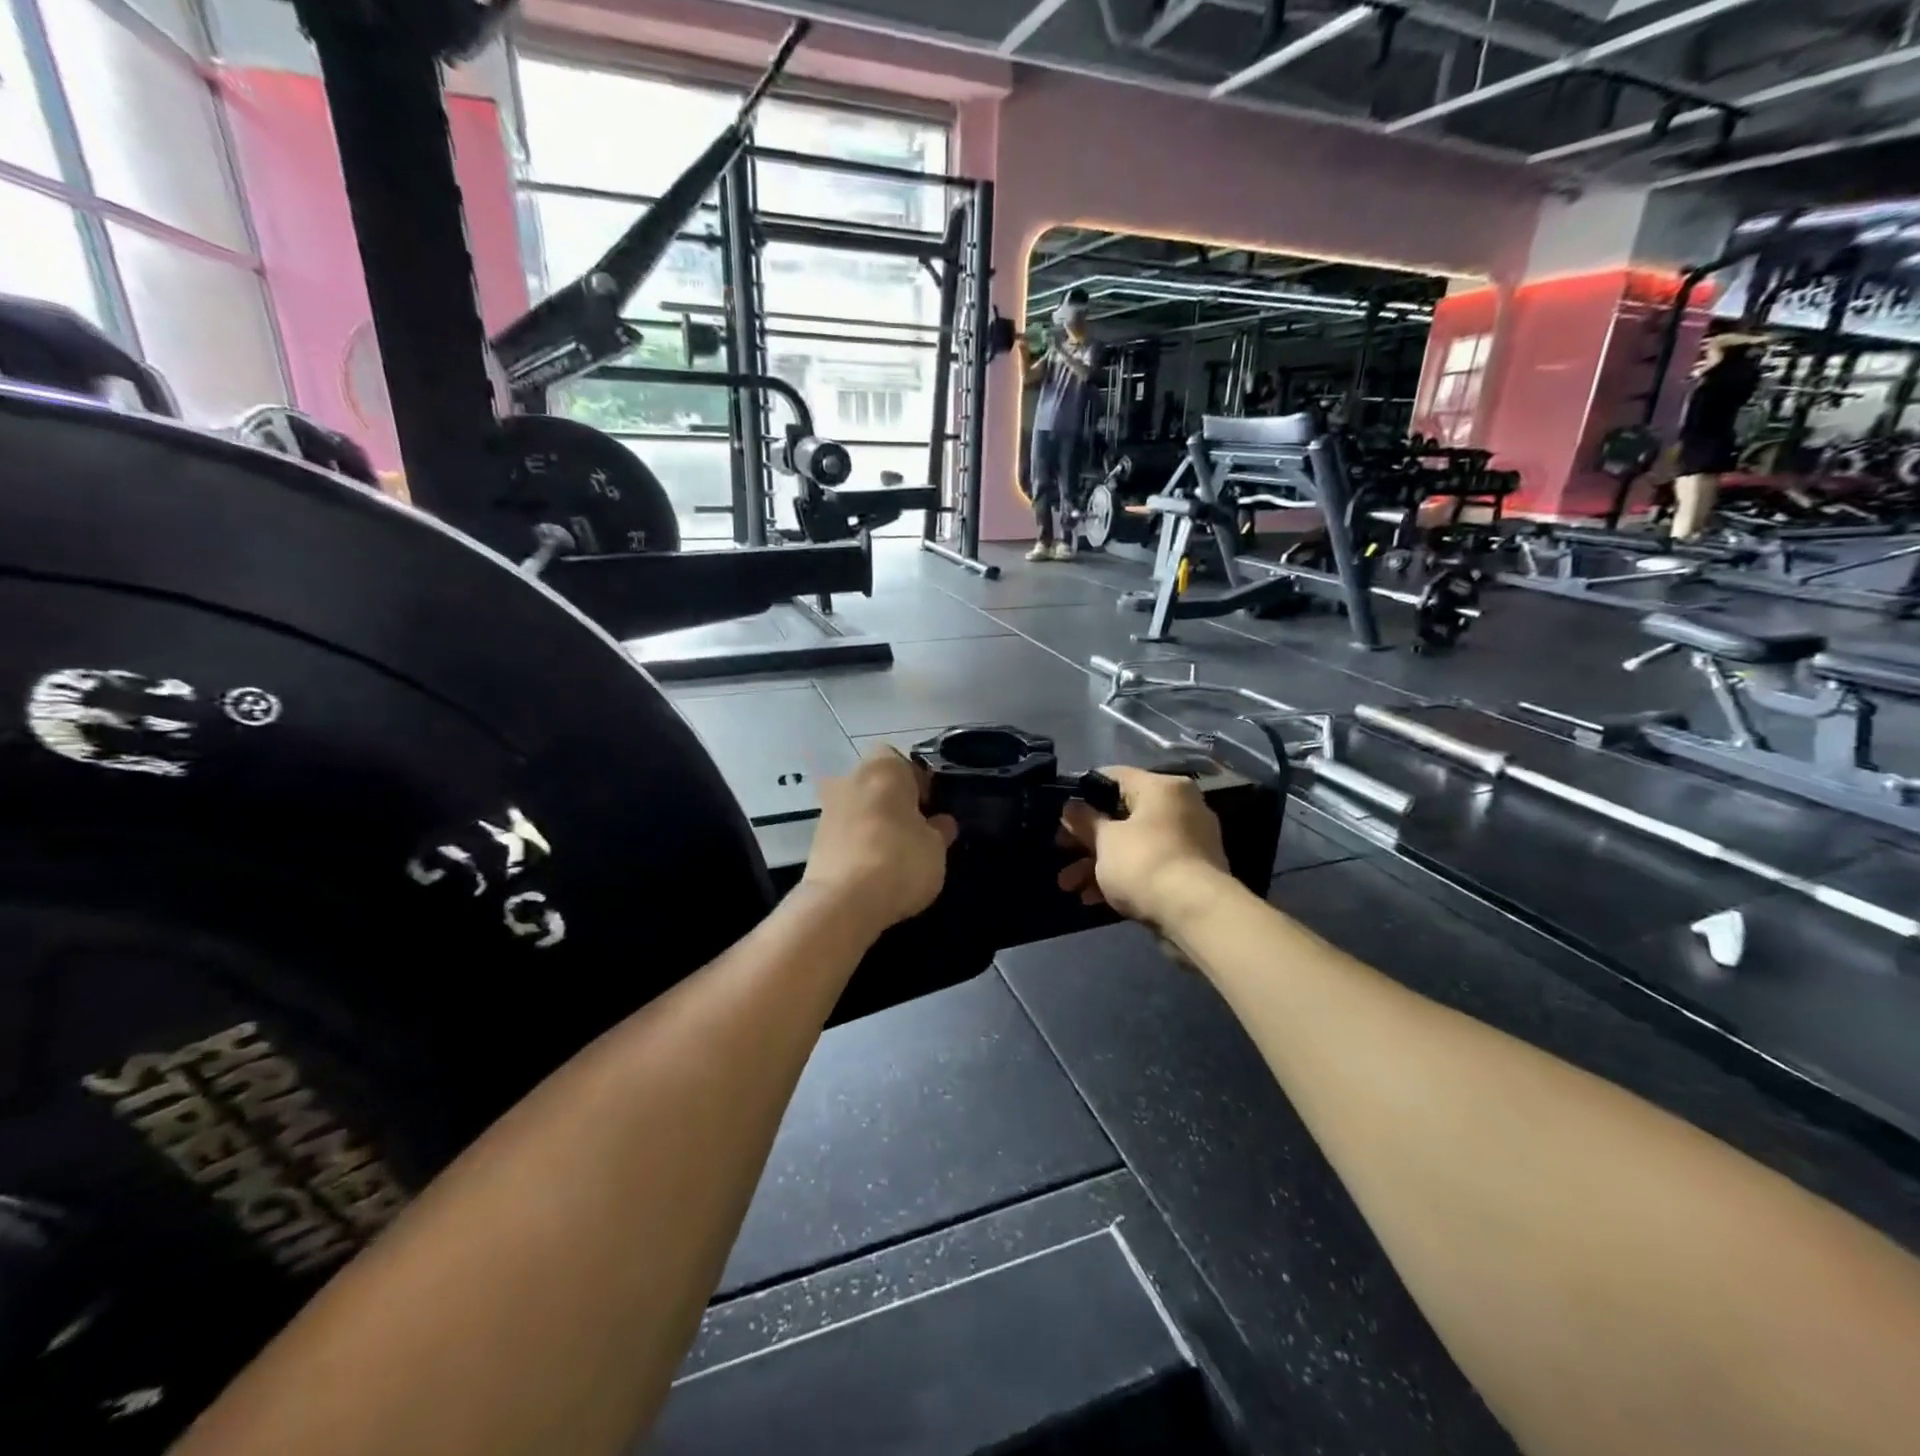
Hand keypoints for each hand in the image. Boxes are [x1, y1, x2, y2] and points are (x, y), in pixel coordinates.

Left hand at [801, 749, 957, 937]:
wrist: (842, 902)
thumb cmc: (900, 860)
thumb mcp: (936, 847)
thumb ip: (939, 830)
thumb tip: (940, 823)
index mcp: (884, 769)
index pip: (903, 761)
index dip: (918, 782)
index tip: (930, 808)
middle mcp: (850, 779)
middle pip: (877, 783)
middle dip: (894, 802)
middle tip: (915, 830)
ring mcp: (828, 809)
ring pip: (859, 807)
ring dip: (874, 823)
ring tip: (895, 855)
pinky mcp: (814, 840)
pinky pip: (845, 833)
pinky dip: (858, 843)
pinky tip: (873, 869)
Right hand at [1058, 767, 1230, 930]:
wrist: (1195, 914)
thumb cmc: (1145, 863)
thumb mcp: (1104, 840)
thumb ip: (1084, 820)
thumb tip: (1071, 807)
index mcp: (1162, 787)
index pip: (1115, 776)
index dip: (1083, 793)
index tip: (1062, 812)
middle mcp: (1180, 807)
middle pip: (1122, 815)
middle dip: (1086, 839)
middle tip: (1059, 851)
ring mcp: (1188, 842)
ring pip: (1132, 845)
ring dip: (1097, 864)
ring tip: (1068, 886)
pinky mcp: (1190, 873)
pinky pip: (1148, 866)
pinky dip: (1121, 877)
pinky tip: (1092, 899)